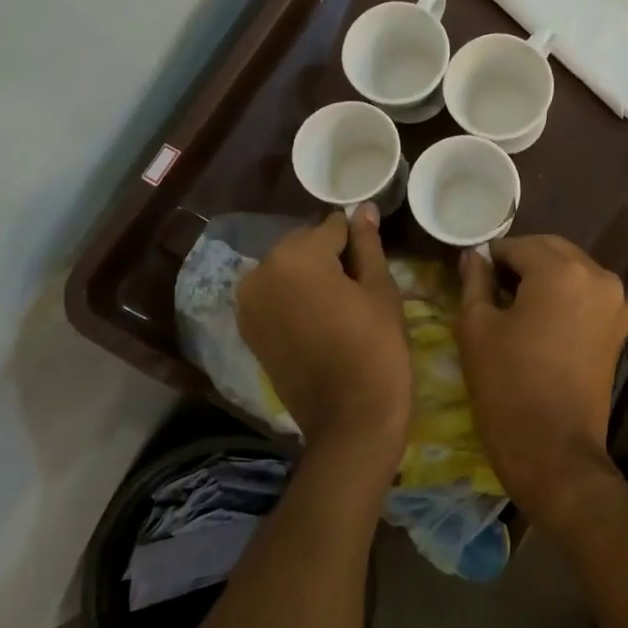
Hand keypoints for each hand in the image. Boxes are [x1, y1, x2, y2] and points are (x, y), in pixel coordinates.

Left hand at [237, 205, 410, 476]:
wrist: (350, 420)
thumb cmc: (376, 348)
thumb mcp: (379, 290)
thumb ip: (367, 244)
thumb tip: (363, 207)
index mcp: (295, 255)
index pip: (332, 227)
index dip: (357, 241)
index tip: (373, 263)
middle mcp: (260, 271)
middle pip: (303, 245)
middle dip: (329, 257)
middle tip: (359, 288)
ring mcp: (248, 303)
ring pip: (287, 271)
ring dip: (309, 278)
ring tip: (340, 307)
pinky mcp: (248, 330)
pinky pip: (274, 297)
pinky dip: (293, 300)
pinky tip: (319, 322)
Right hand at [456, 236, 627, 523]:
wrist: (554, 452)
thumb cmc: (507, 387)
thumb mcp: (476, 328)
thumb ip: (475, 281)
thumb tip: (474, 256)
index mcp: (562, 271)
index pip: (518, 245)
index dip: (491, 257)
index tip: (472, 275)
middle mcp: (598, 276)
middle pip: (551, 251)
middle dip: (520, 261)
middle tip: (490, 288)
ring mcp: (615, 302)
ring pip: (571, 270)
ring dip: (543, 277)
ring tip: (513, 306)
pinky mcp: (619, 327)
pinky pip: (586, 294)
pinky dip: (563, 296)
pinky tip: (540, 321)